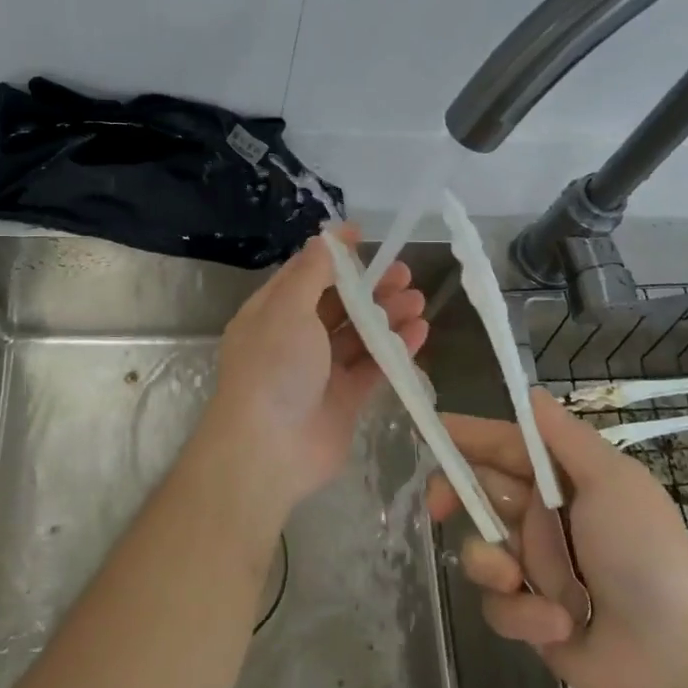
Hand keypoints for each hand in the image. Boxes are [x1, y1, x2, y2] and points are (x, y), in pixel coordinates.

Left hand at [199, 225, 426, 526]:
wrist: (269, 449)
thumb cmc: (273, 366)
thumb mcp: (287, 308)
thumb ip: (312, 272)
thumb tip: (326, 237)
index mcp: (272, 312)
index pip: (306, 274)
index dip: (335, 256)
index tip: (365, 238)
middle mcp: (294, 338)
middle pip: (338, 303)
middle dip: (370, 286)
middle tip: (404, 273)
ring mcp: (321, 371)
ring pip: (359, 334)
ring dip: (388, 315)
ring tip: (419, 300)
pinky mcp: (345, 399)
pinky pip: (373, 366)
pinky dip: (395, 348)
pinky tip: (419, 331)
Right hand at [426, 389, 687, 687]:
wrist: (678, 656)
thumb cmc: (644, 552)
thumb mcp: (612, 481)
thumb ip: (565, 438)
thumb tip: (529, 392)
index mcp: (561, 481)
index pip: (502, 447)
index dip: (466, 438)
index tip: (431, 434)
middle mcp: (541, 519)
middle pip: (477, 494)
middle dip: (455, 496)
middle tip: (439, 505)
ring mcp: (533, 569)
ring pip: (479, 550)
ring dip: (491, 564)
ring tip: (517, 581)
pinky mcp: (529, 618)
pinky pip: (498, 606)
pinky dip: (524, 615)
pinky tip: (559, 625)